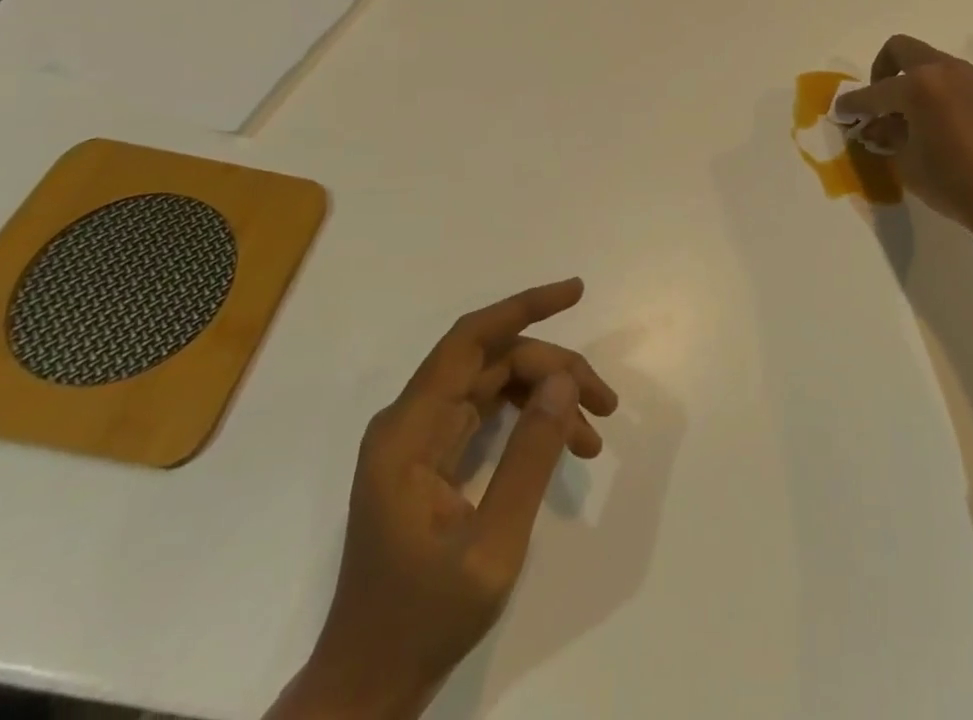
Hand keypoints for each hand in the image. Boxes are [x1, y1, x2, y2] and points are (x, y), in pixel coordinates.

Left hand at [272, 279, 618, 719]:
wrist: (368, 686)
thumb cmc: (423, 620)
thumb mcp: (492, 546)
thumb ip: (530, 456)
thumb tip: (564, 380)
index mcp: (408, 431)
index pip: (469, 340)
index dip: (523, 307)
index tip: (575, 292)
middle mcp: (410, 421)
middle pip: (491, 362)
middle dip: (553, 369)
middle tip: (605, 403)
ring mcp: (420, 439)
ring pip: (494, 383)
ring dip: (547, 394)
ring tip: (596, 428)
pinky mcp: (432, 458)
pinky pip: (488, 413)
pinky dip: (530, 419)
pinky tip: (567, 442)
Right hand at [834, 35, 972, 250]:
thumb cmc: (957, 183)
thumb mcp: (909, 163)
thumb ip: (890, 136)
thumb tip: (880, 125)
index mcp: (918, 84)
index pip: (874, 91)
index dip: (853, 103)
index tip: (840, 112)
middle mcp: (944, 70)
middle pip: (901, 50)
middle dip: (881, 71)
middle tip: (877, 103)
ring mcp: (971, 79)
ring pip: (929, 63)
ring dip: (911, 81)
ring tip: (906, 119)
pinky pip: (951, 81)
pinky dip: (934, 92)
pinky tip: (935, 125)